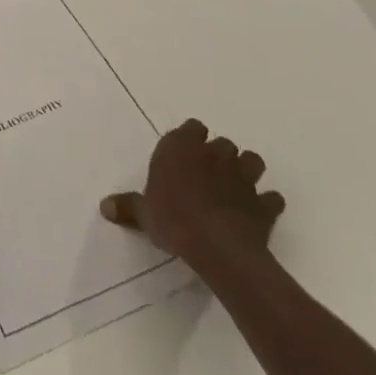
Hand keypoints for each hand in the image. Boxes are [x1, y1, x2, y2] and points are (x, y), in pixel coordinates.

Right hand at [100, 119, 283, 283]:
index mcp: (181, 149)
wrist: (218, 247)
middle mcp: (214, 154)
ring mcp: (243, 177)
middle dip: (217, 155)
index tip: (183, 156)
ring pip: (251, 160)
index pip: (192, 127)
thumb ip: (127, 206)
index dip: (190, 139)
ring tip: (235, 187)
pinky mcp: (264, 203)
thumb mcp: (143, 214)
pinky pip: (271, 198)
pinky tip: (257, 212)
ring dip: (246, 170)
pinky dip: (266, 203)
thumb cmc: (173, 220)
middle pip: (221, 143)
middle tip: (205, 175)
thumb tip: (104, 206)